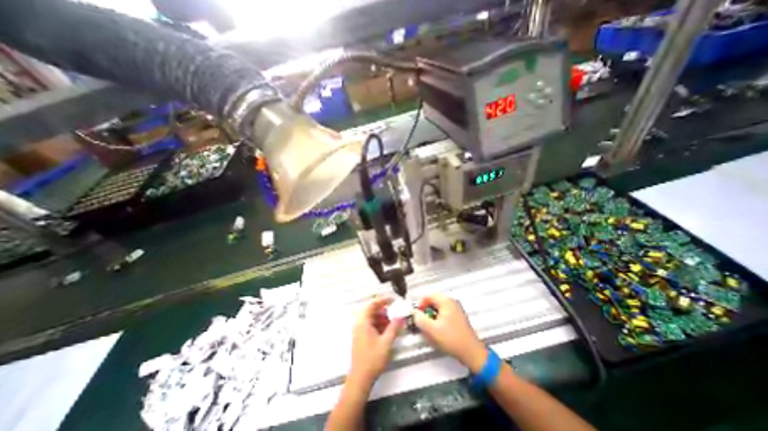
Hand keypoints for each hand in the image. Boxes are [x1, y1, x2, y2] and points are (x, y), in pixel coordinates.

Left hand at [350, 298, 404, 384]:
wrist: (360, 379)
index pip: (372, 304)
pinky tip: (386, 331)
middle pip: (371, 310)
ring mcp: (359, 331)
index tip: (393, 300)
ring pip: (371, 318)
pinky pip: (370, 325)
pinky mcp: (361, 337)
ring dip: (382, 318)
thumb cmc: (372, 359)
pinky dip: (379, 325)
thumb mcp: (386, 342)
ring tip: (392, 324)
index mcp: (363, 322)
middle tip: (394, 313)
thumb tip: (400, 316)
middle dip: (383, 310)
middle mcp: (359, 324)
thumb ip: (394, 327)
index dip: (383, 300)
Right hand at [414, 295, 483, 371]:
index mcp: (446, 301)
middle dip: (426, 312)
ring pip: (438, 309)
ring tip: (430, 329)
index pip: (428, 297)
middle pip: (433, 302)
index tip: (417, 316)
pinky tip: (438, 331)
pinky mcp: (458, 317)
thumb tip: (415, 313)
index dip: (420, 306)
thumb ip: (420, 319)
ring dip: (432, 317)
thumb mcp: (432, 330)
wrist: (471, 352)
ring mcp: (456, 309)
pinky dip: (438, 320)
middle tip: (423, 323)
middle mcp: (451, 301)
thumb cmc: (451, 339)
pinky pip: (444, 314)